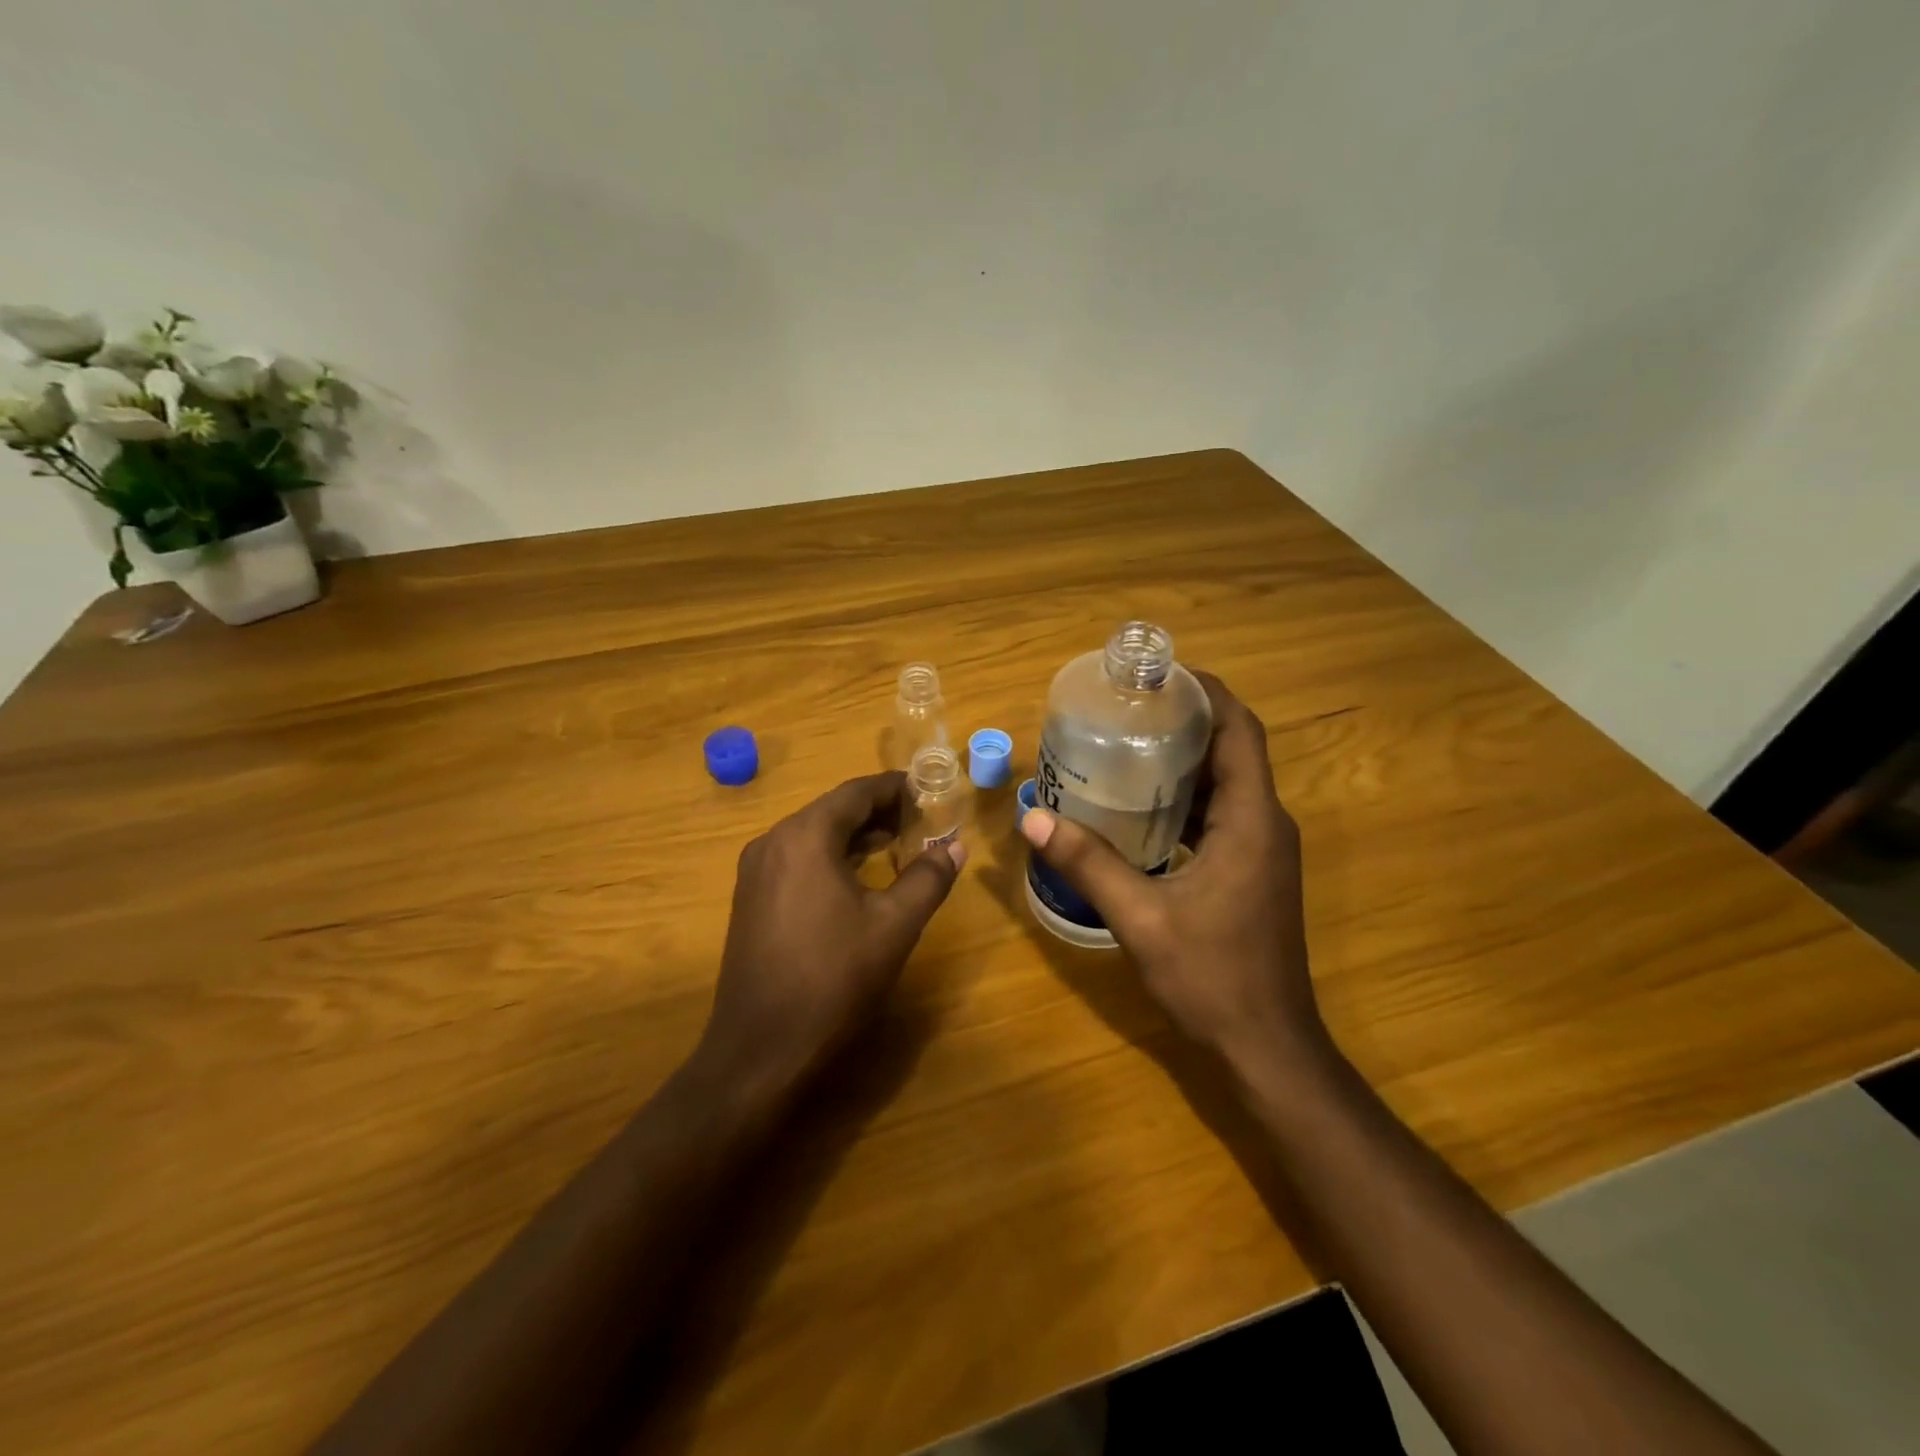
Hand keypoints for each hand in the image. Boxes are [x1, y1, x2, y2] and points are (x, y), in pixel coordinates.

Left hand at [698, 772, 965, 1098]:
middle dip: (877, 810)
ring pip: (813, 835)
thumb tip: (954, 846)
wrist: (761, 1049)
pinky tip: (856, 876)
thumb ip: (928, 878)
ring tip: (896, 843)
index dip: (894, 788)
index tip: (927, 789)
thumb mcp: (894, 926)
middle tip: (920, 818)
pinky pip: (797, 859)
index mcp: (804, 837)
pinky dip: (830, 856)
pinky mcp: (750, 899)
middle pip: (832, 810)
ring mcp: (755, 872)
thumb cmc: (833, 979)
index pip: (856, 793)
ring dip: (854, 834)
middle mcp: (773, 842)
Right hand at [1019, 672, 1325, 1078]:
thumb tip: (1032, 817)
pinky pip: (1223, 814)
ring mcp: (1264, 850)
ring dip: (1187, 759)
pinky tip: (1144, 806)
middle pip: (1234, 750)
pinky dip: (1189, 797)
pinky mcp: (1253, 872)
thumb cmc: (1213, 977)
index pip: (1241, 731)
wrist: (1268, 1046)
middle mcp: (1266, 824)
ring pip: (1228, 783)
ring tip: (1129, 743)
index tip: (1163, 672)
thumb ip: (1088, 863)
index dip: (1209, 692)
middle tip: (1129, 705)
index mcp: (1251, 821)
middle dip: (1188, 720)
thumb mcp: (1140, 918)